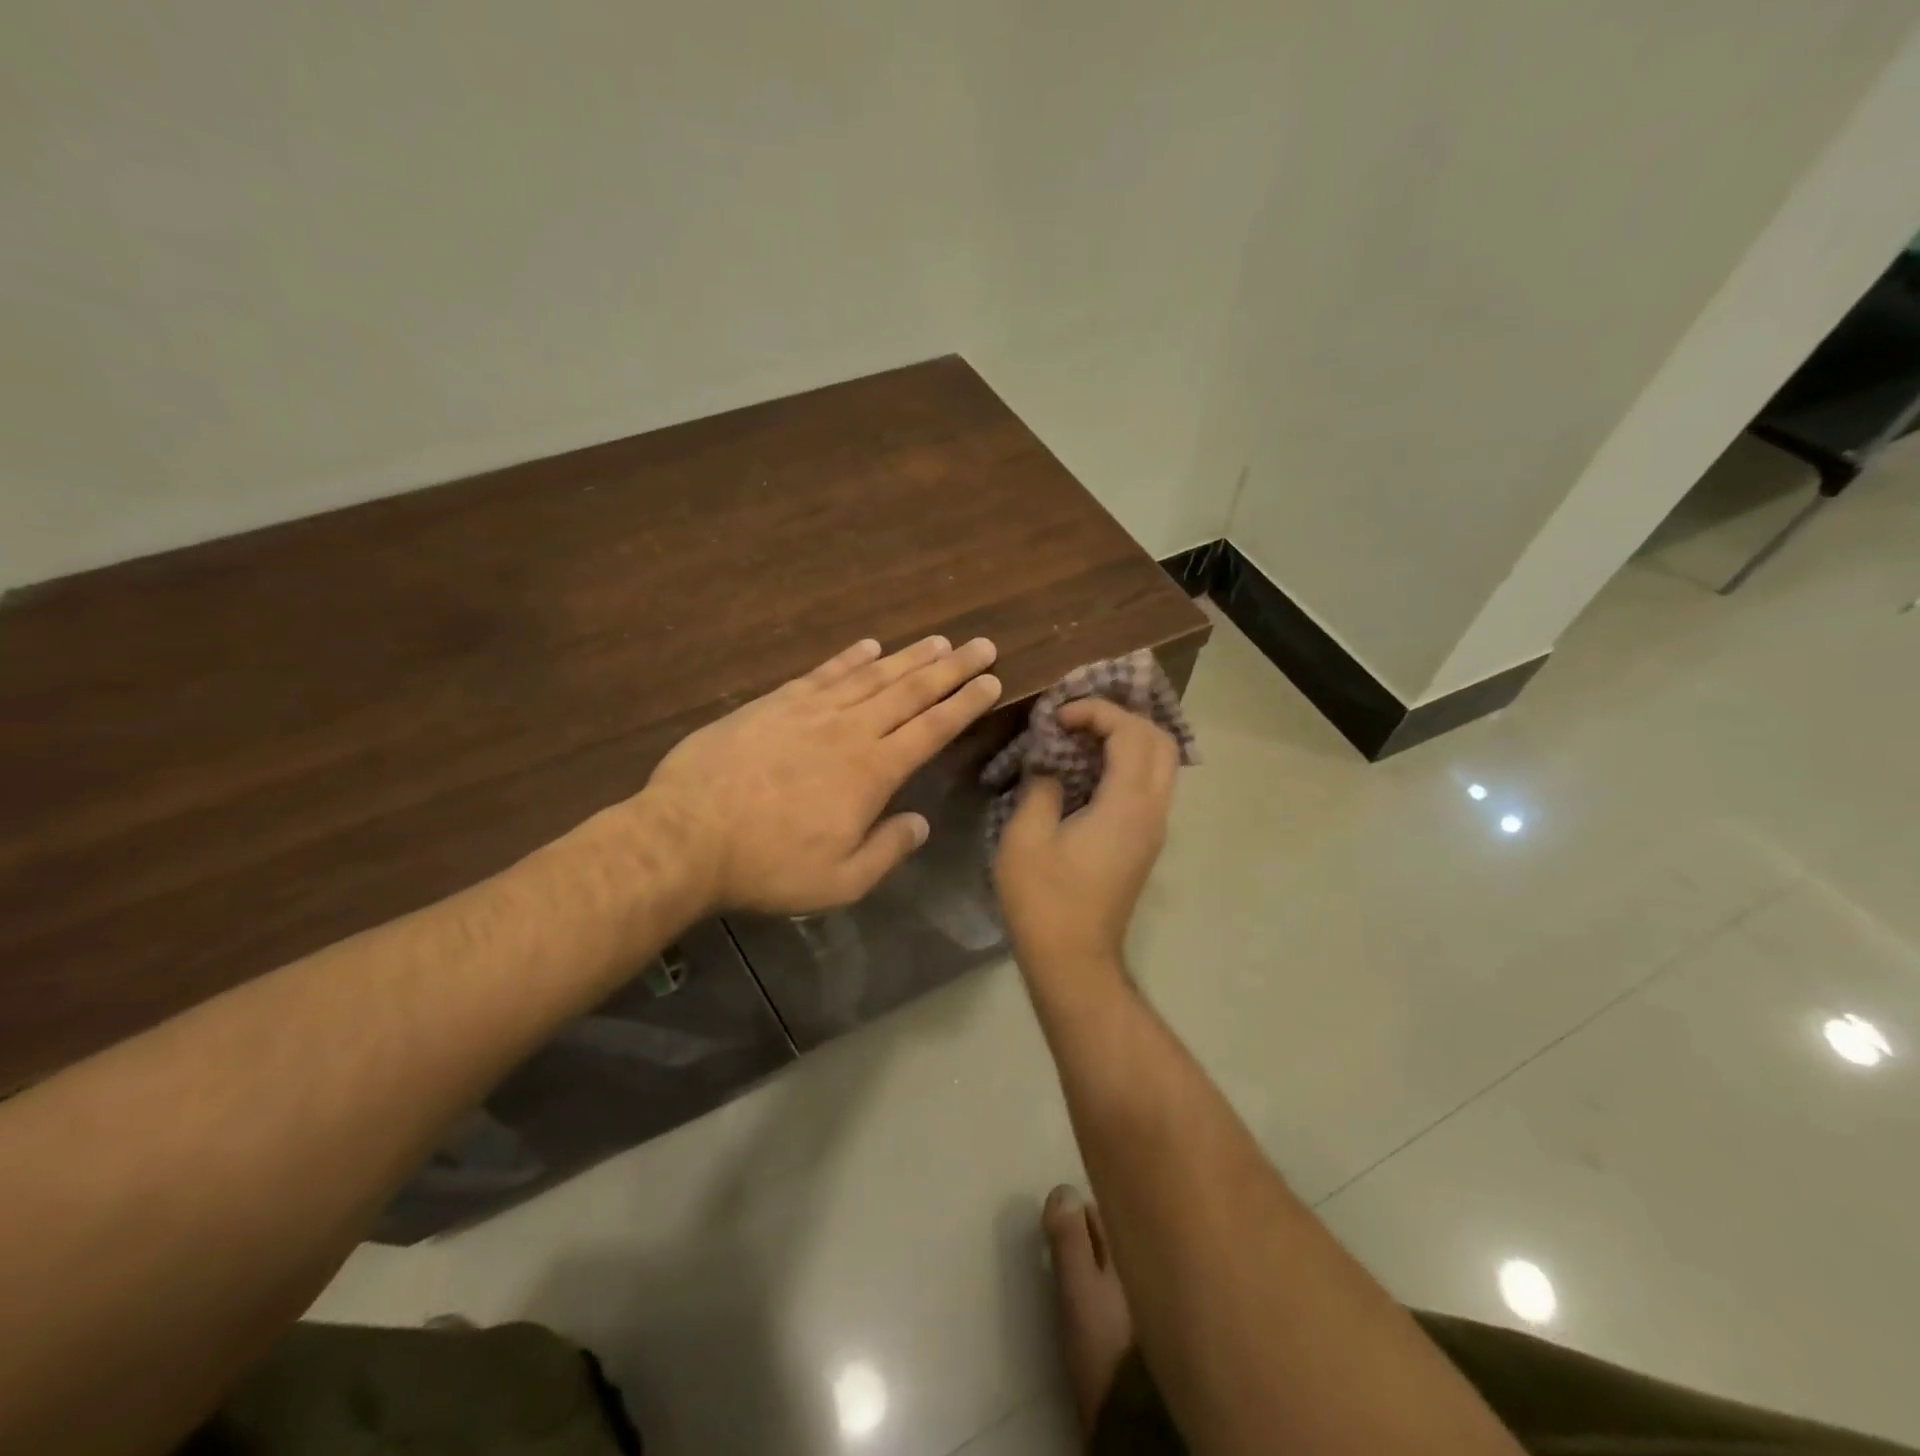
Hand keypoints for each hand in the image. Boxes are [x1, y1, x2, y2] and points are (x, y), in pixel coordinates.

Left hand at [639, 635, 1000, 914]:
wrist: (687, 836)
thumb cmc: (768, 866)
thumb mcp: (840, 881)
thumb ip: (887, 850)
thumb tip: (920, 823)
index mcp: (872, 772)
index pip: (931, 729)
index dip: (964, 704)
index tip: (990, 681)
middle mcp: (849, 731)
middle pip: (910, 691)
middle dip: (951, 668)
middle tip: (982, 645)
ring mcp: (810, 711)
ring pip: (872, 676)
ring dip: (909, 657)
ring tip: (939, 641)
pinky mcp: (774, 704)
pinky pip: (823, 673)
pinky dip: (849, 658)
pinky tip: (869, 646)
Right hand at [992, 698, 1179, 969]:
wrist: (1073, 959)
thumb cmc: (1045, 899)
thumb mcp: (1026, 837)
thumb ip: (1041, 786)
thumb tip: (1049, 763)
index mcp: (1127, 804)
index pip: (1131, 731)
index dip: (1096, 711)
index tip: (1057, 717)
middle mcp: (1153, 810)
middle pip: (1160, 741)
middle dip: (1121, 717)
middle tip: (1077, 720)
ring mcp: (1154, 828)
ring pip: (1161, 763)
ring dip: (1127, 739)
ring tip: (1081, 738)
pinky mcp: (1146, 843)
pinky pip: (1150, 785)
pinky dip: (1127, 763)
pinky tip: (1088, 770)